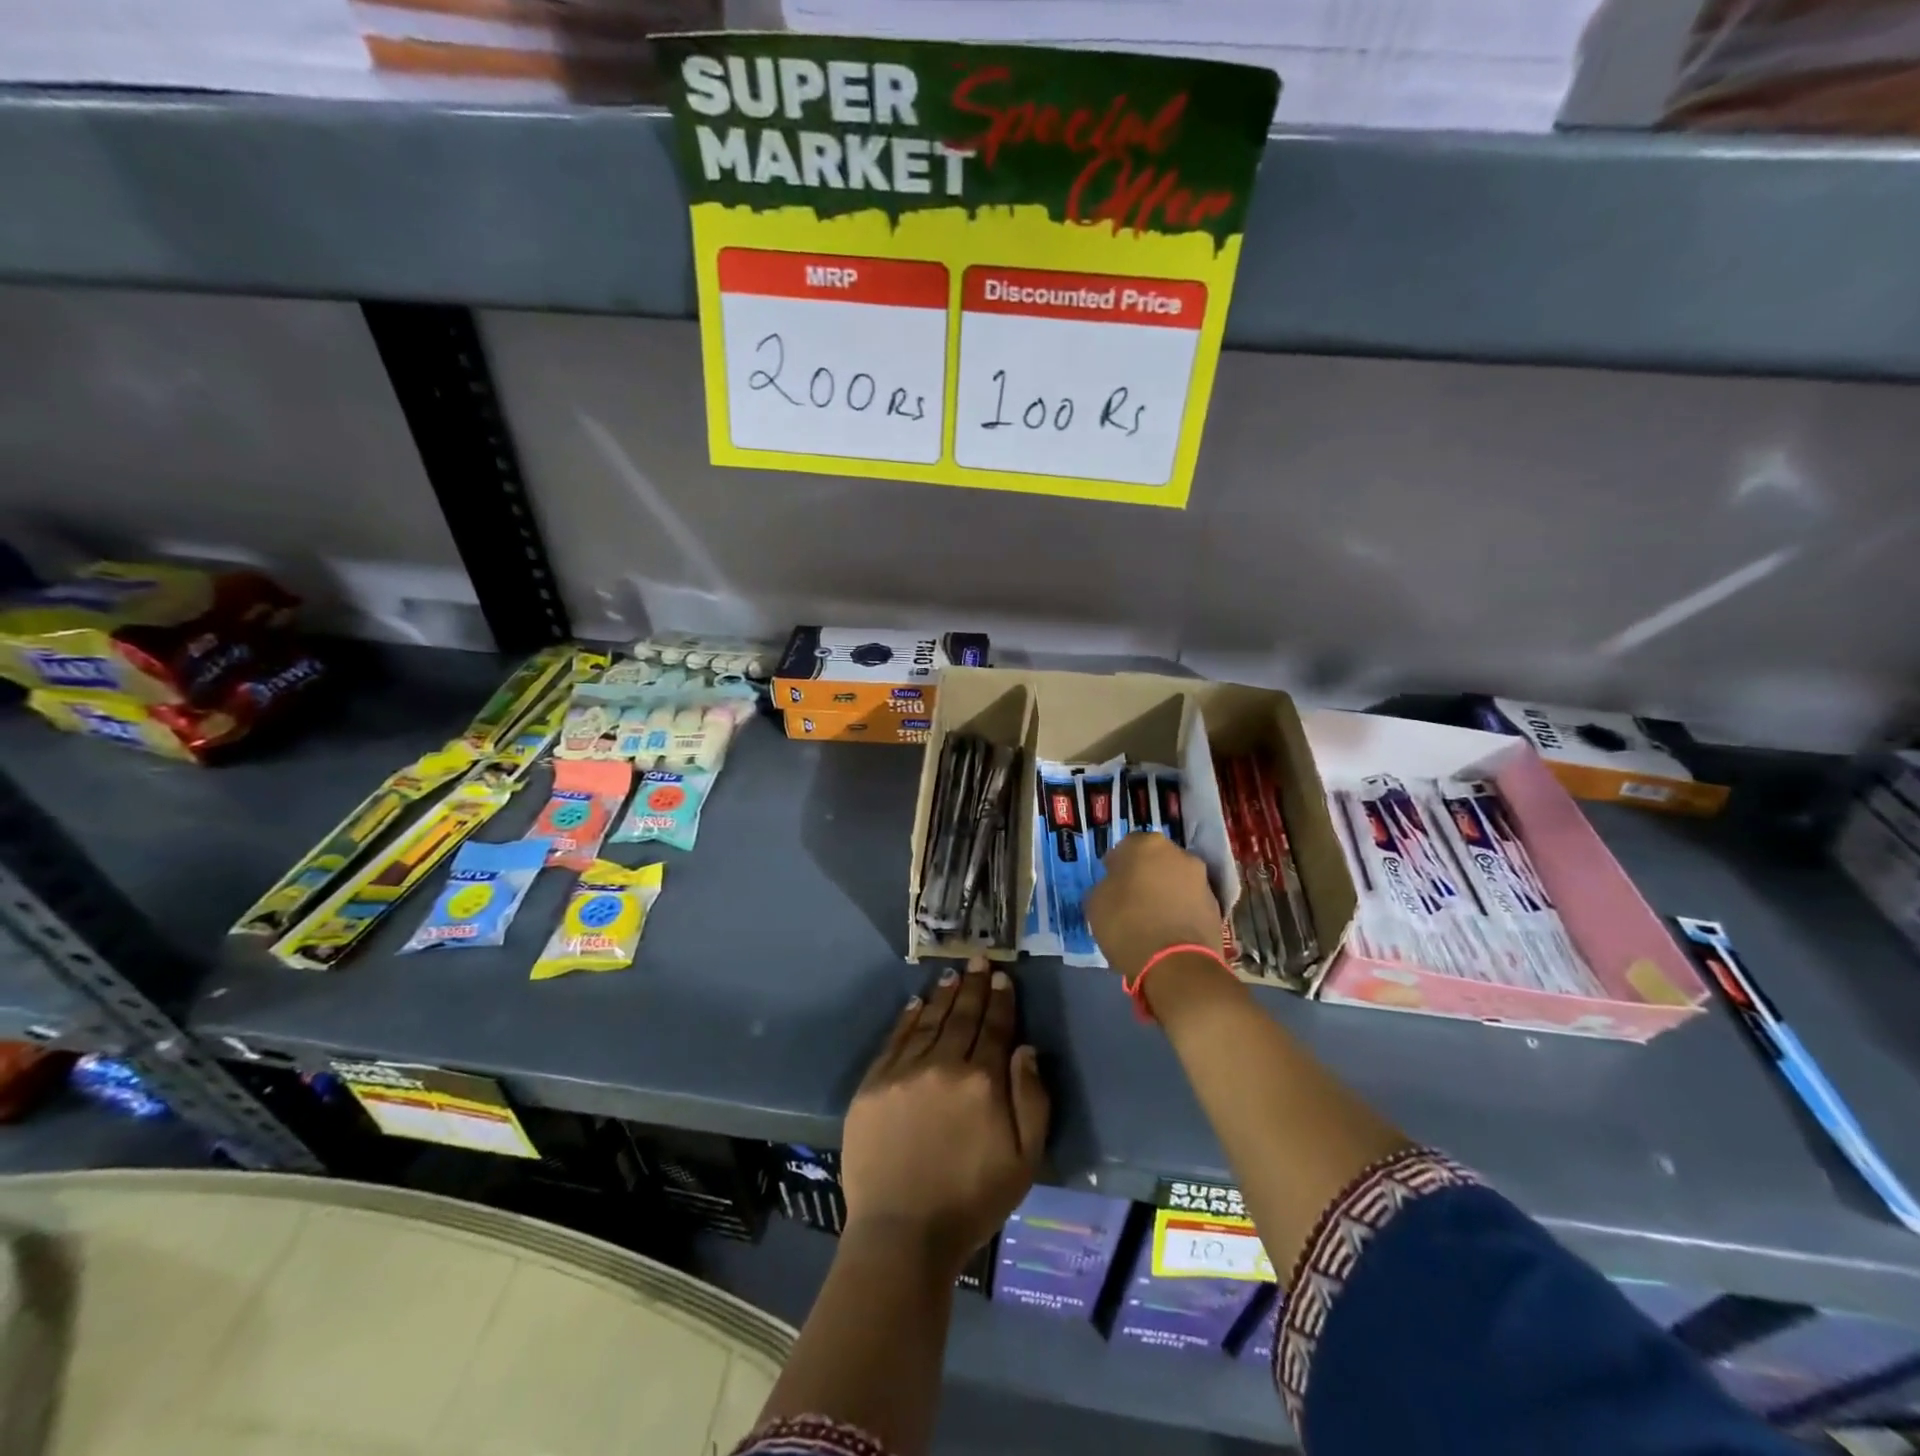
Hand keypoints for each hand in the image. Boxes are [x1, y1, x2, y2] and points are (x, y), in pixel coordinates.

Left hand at [842, 957, 1049, 1274]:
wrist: (902, 1233)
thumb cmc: (972, 1201)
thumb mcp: (1024, 1159)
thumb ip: (1031, 1099)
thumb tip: (1025, 1048)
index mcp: (982, 1081)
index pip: (994, 1028)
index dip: (1001, 1000)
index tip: (1003, 977)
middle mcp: (943, 1065)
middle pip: (962, 1016)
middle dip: (974, 986)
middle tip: (979, 960)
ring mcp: (904, 1071)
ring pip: (929, 1021)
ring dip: (944, 995)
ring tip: (953, 974)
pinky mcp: (873, 1084)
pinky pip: (895, 1040)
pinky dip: (908, 1018)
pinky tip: (917, 1003)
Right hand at [1084, 832, 1224, 981]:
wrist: (1177, 965)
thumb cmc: (1128, 925)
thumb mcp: (1095, 903)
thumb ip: (1105, 886)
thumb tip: (1115, 886)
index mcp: (1146, 844)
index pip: (1125, 847)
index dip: (1116, 866)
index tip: (1111, 885)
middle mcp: (1178, 853)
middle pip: (1155, 860)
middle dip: (1144, 875)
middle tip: (1131, 900)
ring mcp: (1201, 879)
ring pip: (1175, 880)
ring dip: (1165, 892)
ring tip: (1151, 920)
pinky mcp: (1216, 905)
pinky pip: (1190, 902)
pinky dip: (1180, 911)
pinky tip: (1168, 932)